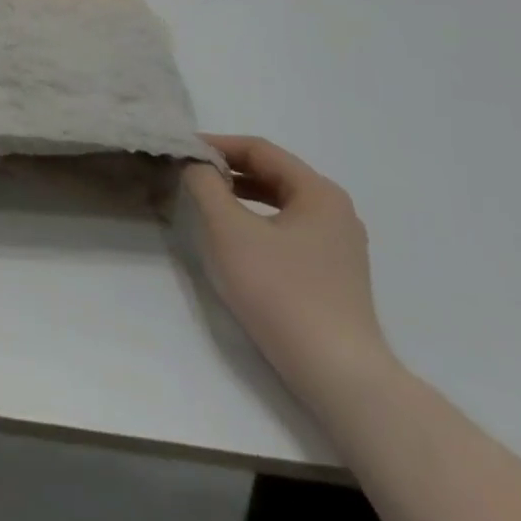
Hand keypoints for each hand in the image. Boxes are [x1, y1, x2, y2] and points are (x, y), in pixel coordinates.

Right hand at [181, 135, 393, 405]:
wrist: (338, 375)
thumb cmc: (280, 291)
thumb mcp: (229, 230)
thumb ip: (205, 185)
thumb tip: (195, 163)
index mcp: (318, 191)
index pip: (259, 149)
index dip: (216, 145)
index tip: (181, 149)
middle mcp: (335, 210)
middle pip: (272, 173)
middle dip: (228, 169)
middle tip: (188, 172)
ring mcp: (339, 245)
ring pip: (280, 202)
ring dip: (240, 195)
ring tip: (206, 201)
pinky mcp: (335, 274)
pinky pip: (288, 229)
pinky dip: (257, 221)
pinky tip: (236, 238)